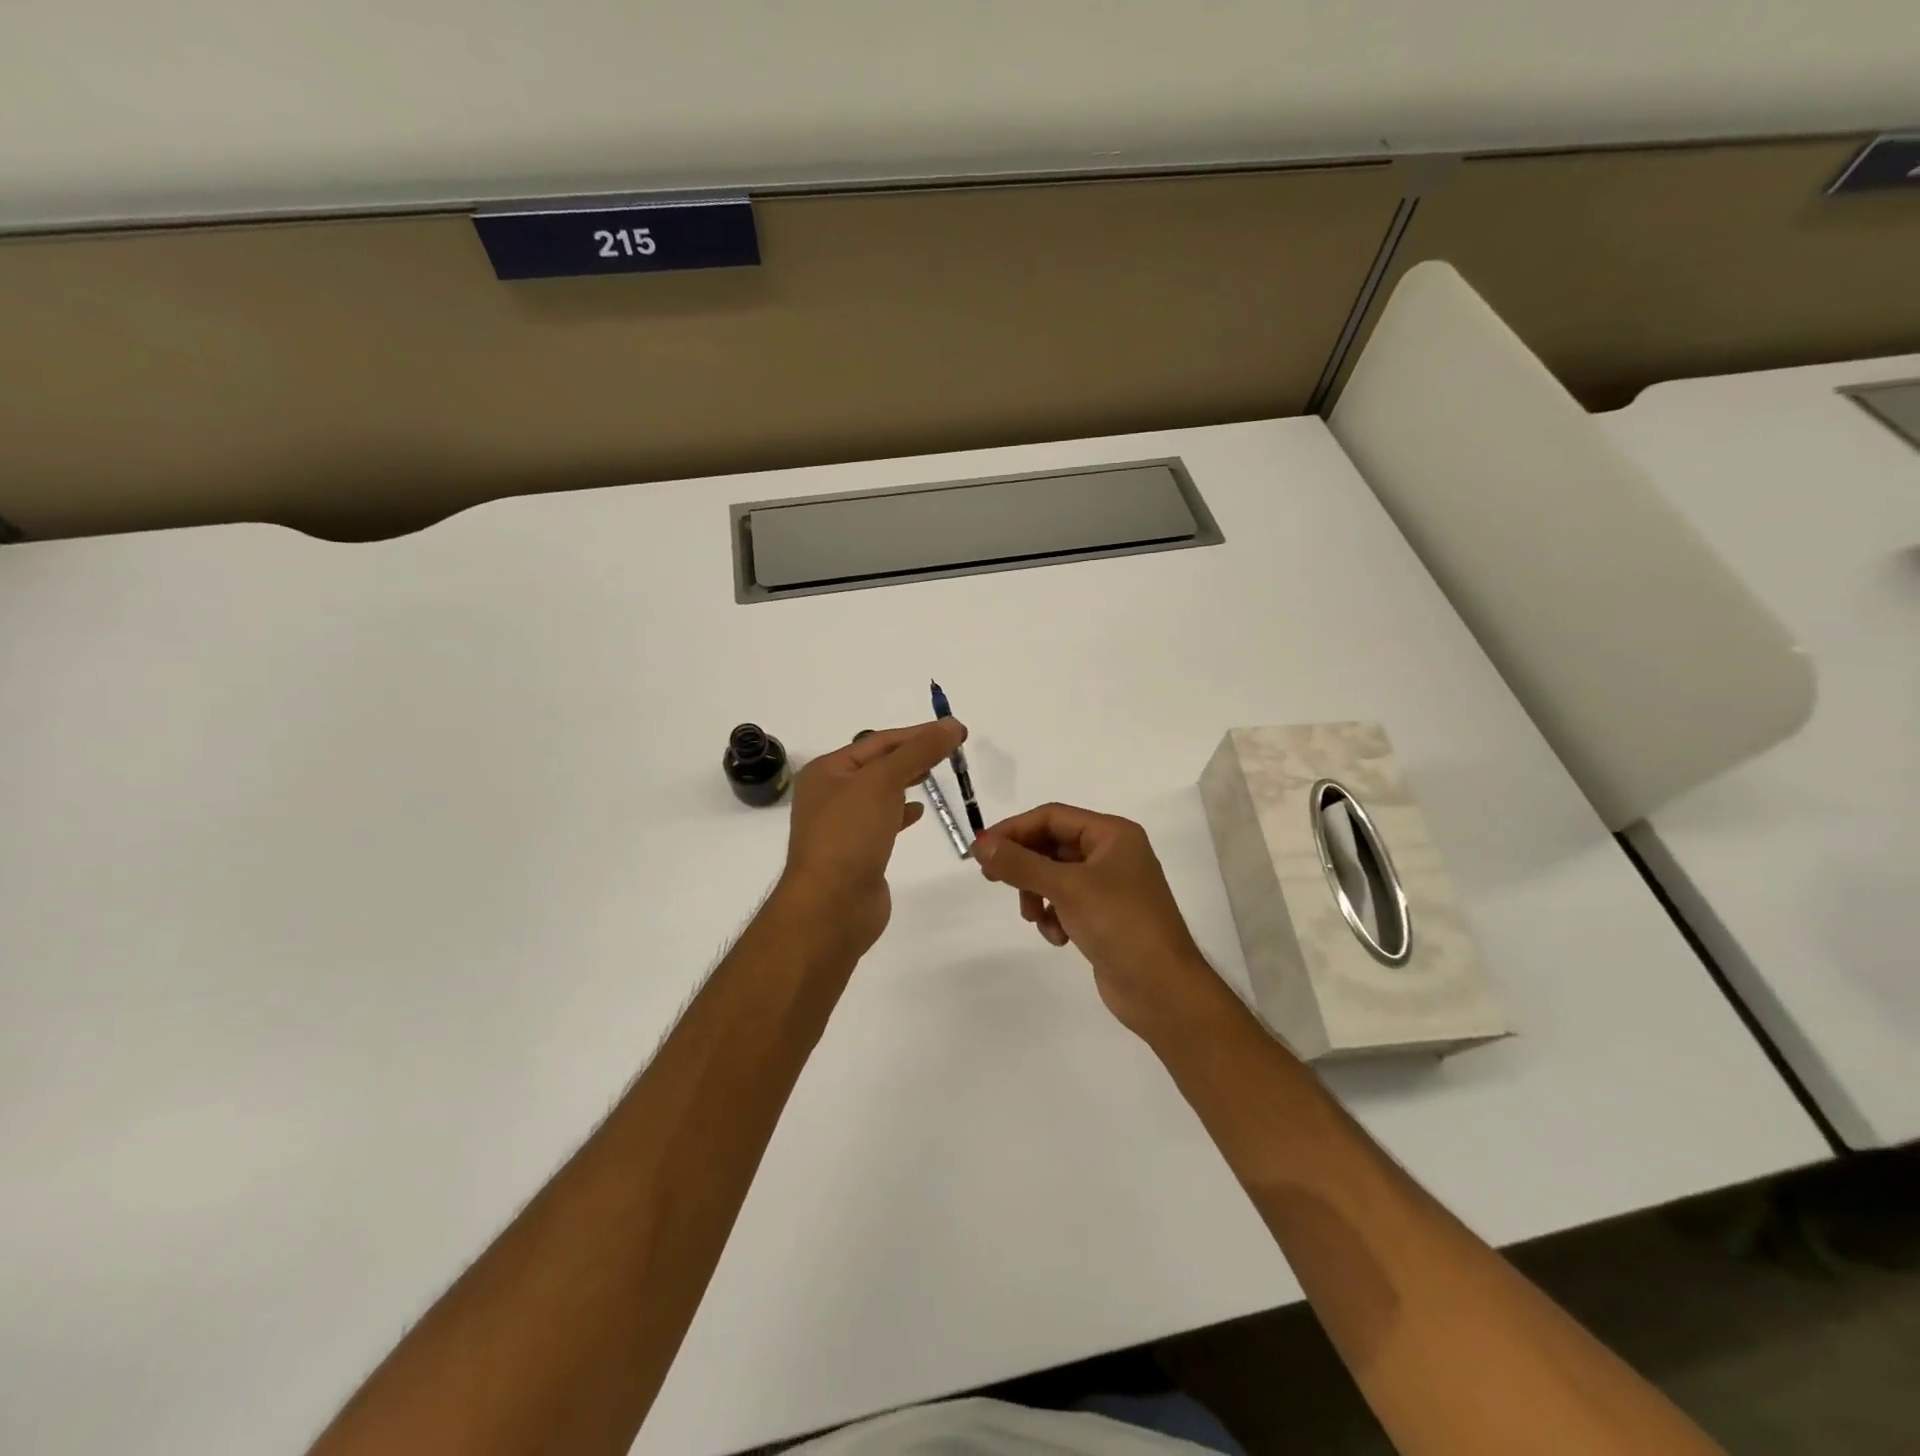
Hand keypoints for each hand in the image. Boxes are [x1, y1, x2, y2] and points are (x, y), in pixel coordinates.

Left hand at [776, 719, 965, 960]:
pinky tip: (919, 812)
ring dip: (907, 781)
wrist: (831, 905)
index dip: (918, 734)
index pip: (879, 741)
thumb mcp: (884, 782)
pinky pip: (882, 821)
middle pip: (879, 765)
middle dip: (913, 755)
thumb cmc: (850, 835)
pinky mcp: (857, 851)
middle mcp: (830, 793)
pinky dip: (902, 812)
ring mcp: (842, 825)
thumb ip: (919, 751)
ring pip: (881, 793)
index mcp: (827, 770)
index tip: (956, 730)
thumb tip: (951, 725)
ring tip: (935, 774)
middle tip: (952, 750)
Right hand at [973, 803, 1229, 1039]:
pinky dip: (1055, 916)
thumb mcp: (1066, 888)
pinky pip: (1067, 903)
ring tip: (1034, 918)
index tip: (981, 850)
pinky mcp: (1105, 916)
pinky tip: (1058, 937)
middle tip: (993, 880)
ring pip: (1055, 876)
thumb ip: (1020, 864)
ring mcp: (1110, 887)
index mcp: (1113, 834)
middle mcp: (1113, 854)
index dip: (1014, 830)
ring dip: (1037, 895)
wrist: (1162, 990)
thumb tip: (979, 845)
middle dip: (1025, 866)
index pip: (1052, 817)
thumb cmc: (1119, 924)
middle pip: (1052, 845)